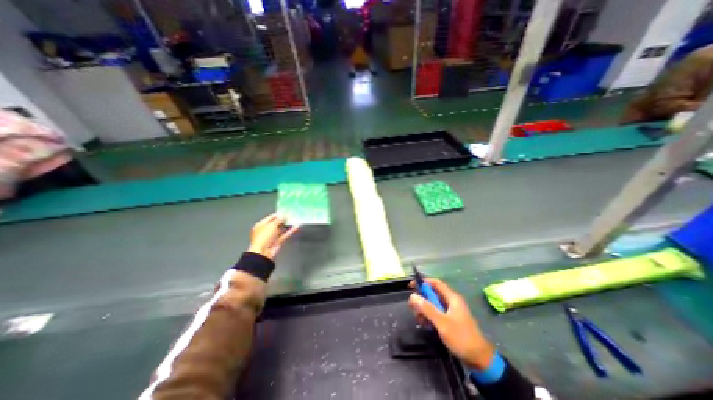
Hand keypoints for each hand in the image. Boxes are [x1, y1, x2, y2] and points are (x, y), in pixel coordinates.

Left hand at [249, 213, 298, 259]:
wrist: (263, 253)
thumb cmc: (264, 236)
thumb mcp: (271, 225)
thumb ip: (279, 219)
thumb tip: (284, 214)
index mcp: (260, 225)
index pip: (270, 218)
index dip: (278, 214)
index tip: (287, 211)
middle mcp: (266, 230)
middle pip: (276, 223)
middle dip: (284, 219)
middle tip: (292, 215)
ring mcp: (272, 237)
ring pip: (281, 229)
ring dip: (288, 225)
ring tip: (295, 220)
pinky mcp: (278, 242)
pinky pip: (284, 235)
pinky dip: (290, 231)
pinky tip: (296, 227)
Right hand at [407, 278, 497, 368]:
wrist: (480, 360)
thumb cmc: (461, 338)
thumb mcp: (442, 323)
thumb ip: (427, 308)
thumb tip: (412, 296)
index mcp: (452, 298)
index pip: (435, 283)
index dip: (423, 282)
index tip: (410, 286)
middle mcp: (451, 302)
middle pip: (432, 294)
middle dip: (421, 299)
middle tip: (412, 307)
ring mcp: (451, 311)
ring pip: (433, 304)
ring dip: (424, 309)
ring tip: (418, 318)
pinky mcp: (450, 321)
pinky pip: (436, 313)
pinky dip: (429, 316)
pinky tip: (425, 324)